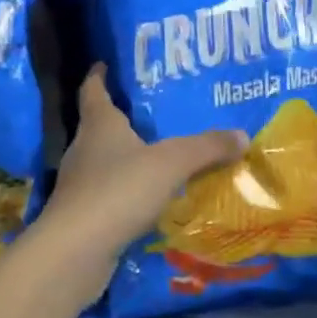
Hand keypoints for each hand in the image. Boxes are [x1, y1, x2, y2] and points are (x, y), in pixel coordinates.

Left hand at [37, 65, 247, 273]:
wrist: (74, 253)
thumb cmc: (119, 190)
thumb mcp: (171, 163)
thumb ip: (206, 147)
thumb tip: (242, 135)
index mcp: (99, 125)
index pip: (93, 90)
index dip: (98, 75)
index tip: (105, 63)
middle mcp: (84, 149)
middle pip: (100, 125)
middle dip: (123, 117)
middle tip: (153, 110)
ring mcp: (79, 185)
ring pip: (105, 162)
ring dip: (127, 158)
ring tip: (159, 155)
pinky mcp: (82, 218)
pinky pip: (110, 195)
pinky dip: (128, 193)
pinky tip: (151, 200)